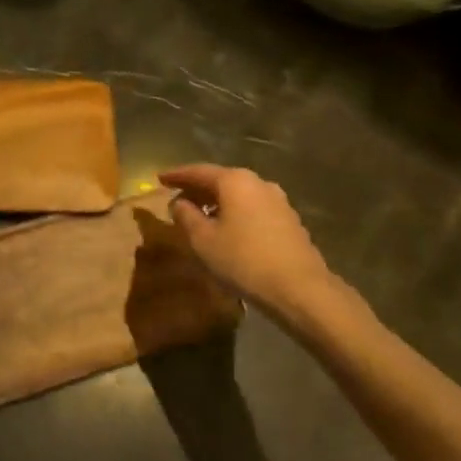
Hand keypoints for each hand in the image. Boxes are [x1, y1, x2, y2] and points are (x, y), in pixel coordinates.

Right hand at [159, 164, 334, 315]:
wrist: (300, 289)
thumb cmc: (244, 260)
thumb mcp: (203, 241)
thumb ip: (186, 216)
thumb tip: (179, 203)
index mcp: (235, 181)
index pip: (198, 171)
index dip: (176, 175)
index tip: (159, 178)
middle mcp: (258, 182)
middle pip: (220, 180)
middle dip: (197, 189)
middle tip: (177, 199)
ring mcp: (278, 200)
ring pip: (238, 195)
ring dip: (217, 202)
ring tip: (200, 217)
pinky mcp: (289, 220)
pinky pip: (253, 209)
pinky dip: (235, 213)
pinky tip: (228, 231)